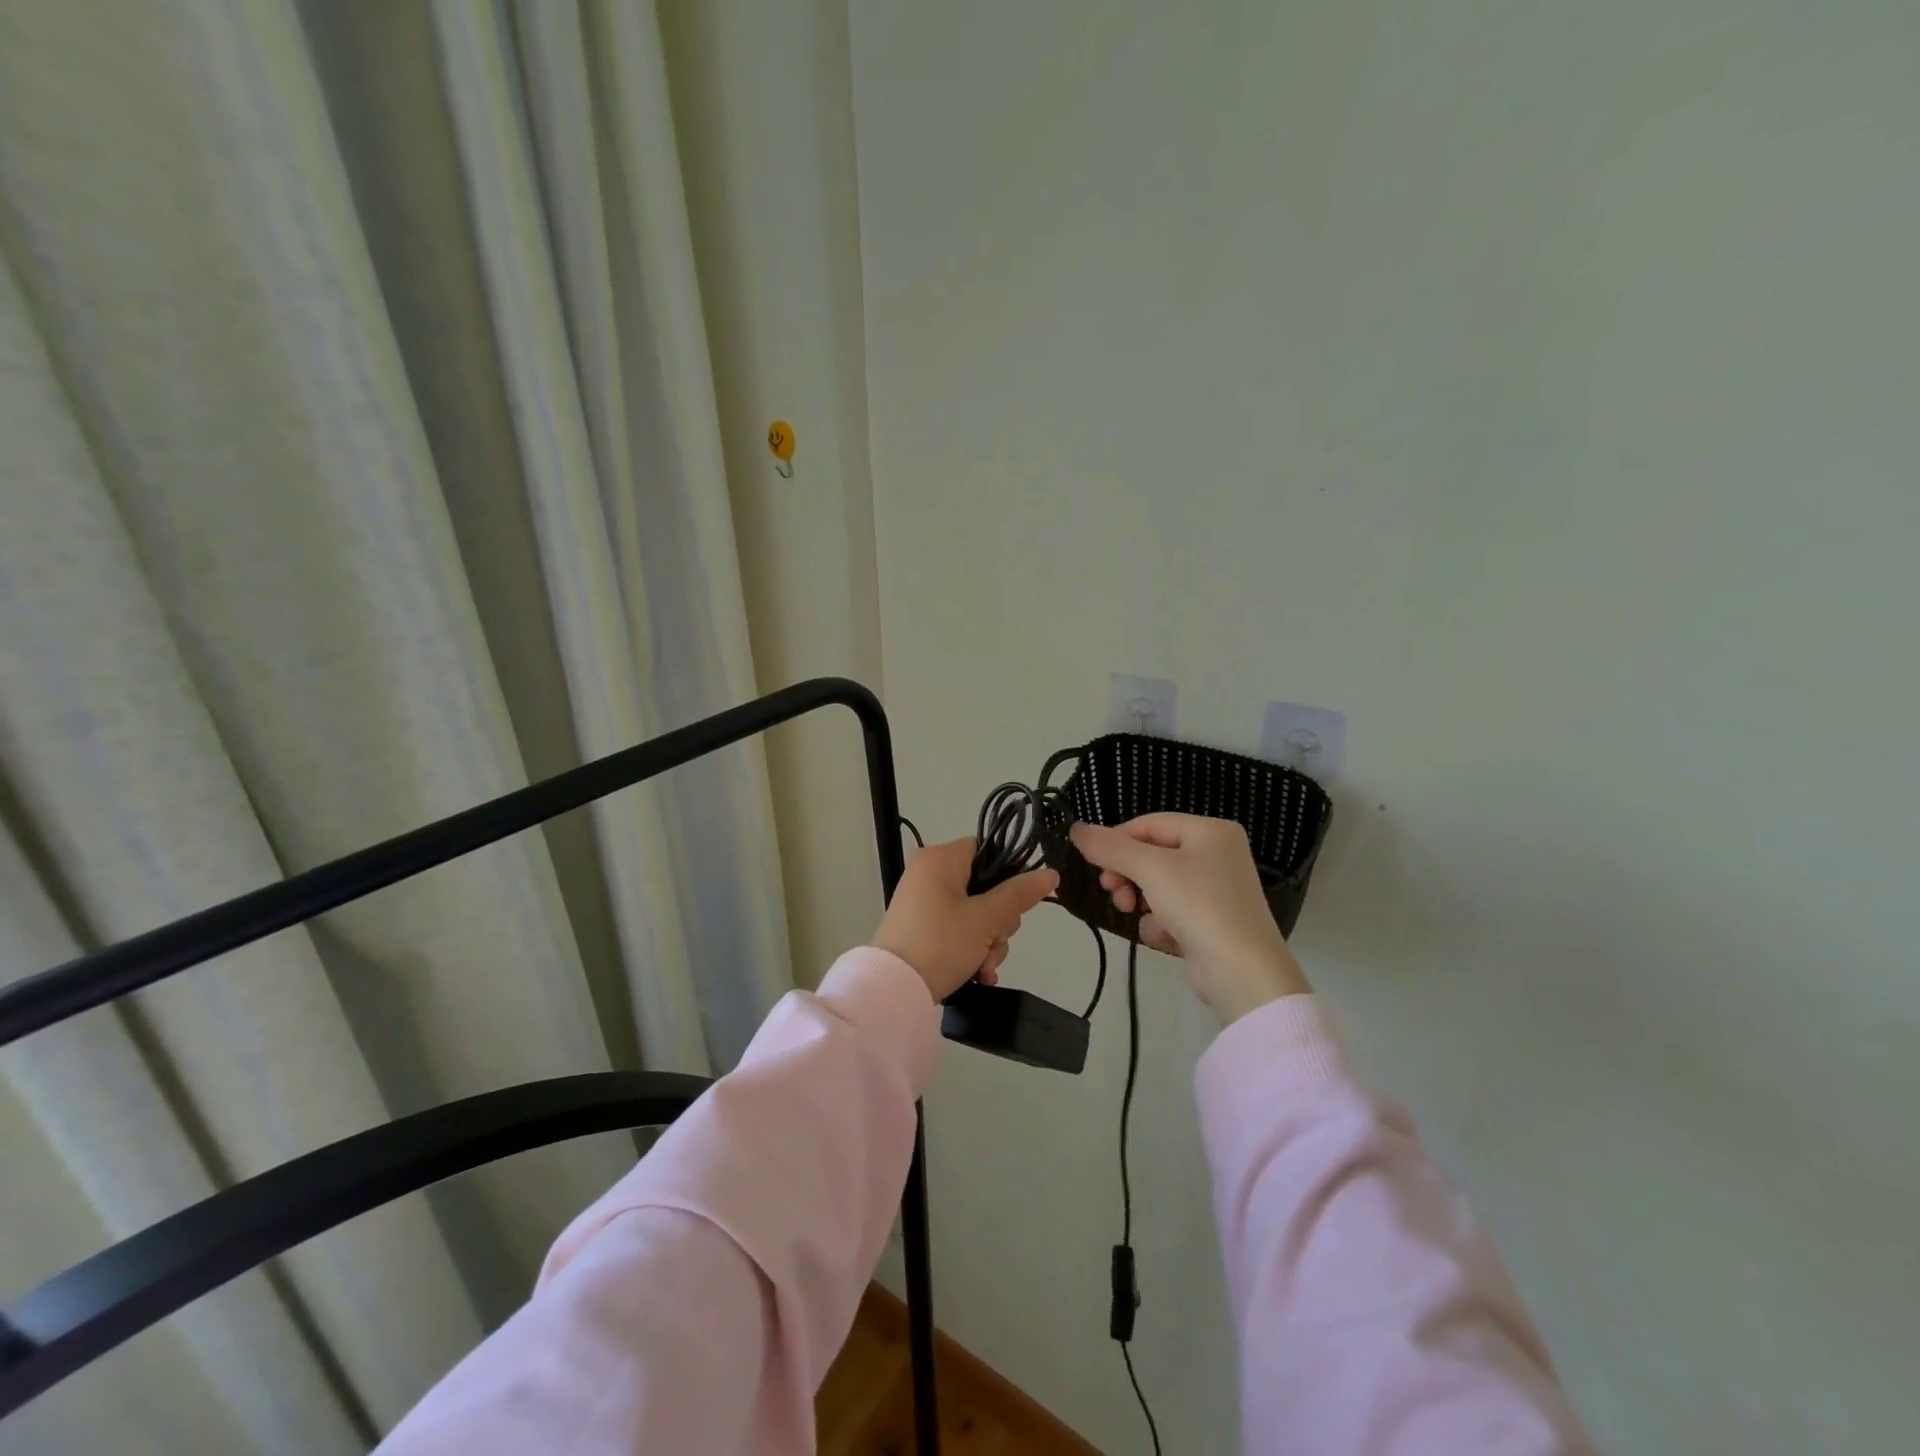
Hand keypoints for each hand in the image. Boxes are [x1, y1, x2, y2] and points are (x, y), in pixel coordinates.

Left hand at [871, 838, 1058, 1001]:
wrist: (893, 990)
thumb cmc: (940, 943)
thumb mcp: (986, 919)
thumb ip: (1019, 895)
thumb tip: (1050, 873)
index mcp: (939, 859)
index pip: (985, 850)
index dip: (1006, 875)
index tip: (1015, 903)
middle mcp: (928, 875)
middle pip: (984, 887)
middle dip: (998, 923)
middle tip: (995, 942)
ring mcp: (923, 904)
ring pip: (975, 914)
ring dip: (988, 943)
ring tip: (984, 968)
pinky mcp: (921, 929)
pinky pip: (957, 931)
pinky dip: (970, 951)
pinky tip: (978, 975)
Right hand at [1069, 813, 1310, 1024]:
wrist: (1243, 973)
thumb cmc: (1199, 906)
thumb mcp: (1149, 869)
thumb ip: (1110, 847)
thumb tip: (1076, 829)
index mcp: (1211, 831)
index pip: (1148, 824)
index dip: (1116, 841)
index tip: (1094, 864)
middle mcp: (1217, 854)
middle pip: (1152, 854)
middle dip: (1127, 874)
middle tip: (1112, 892)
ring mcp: (1216, 889)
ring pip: (1157, 884)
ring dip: (1140, 900)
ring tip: (1133, 914)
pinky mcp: (1211, 921)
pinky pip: (1172, 911)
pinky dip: (1161, 923)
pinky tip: (1167, 938)